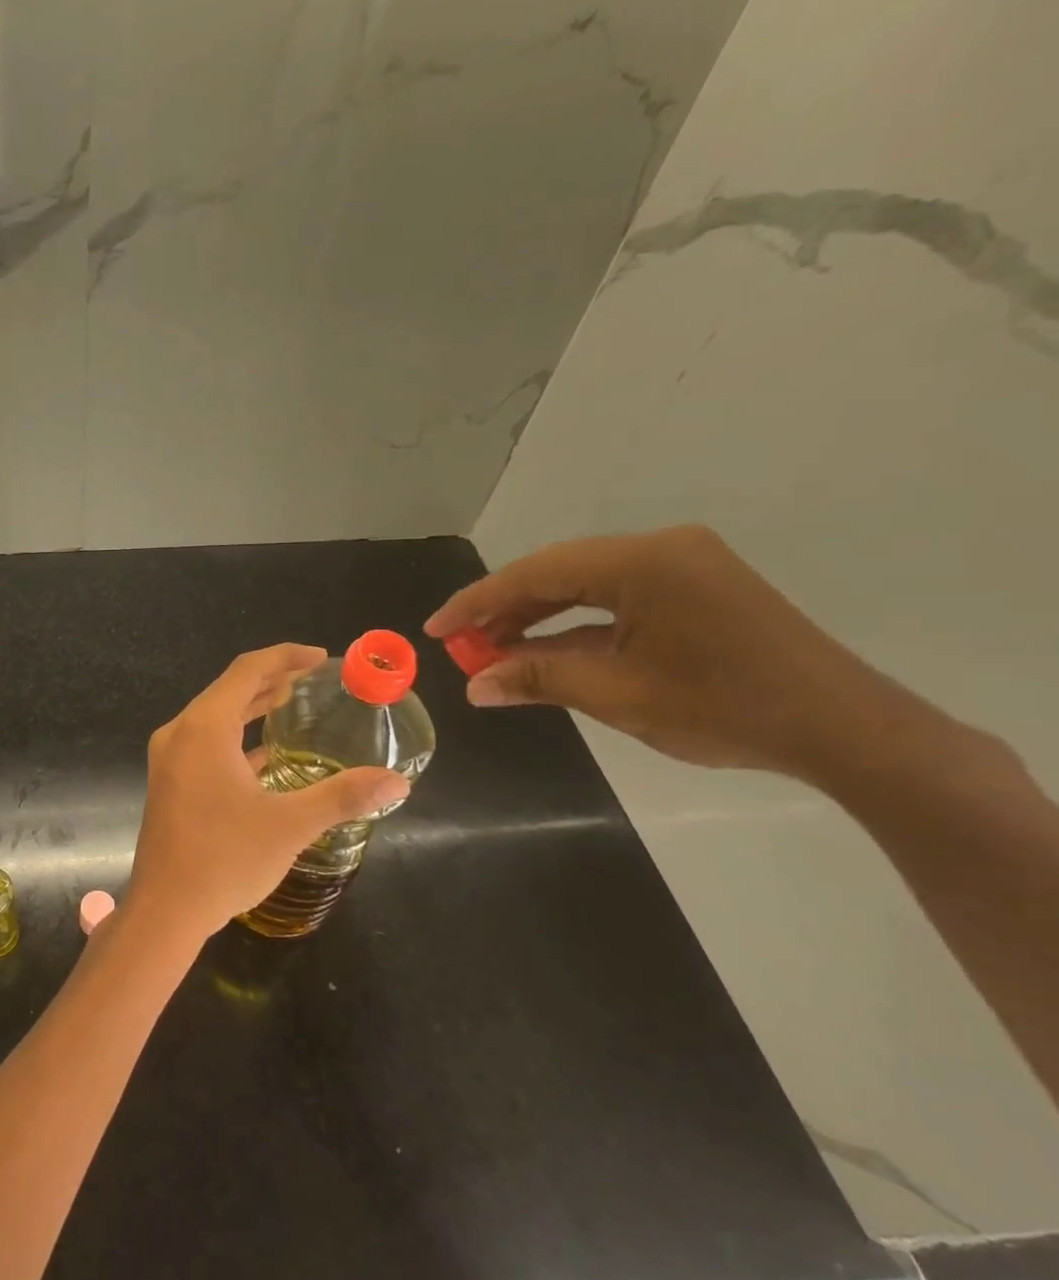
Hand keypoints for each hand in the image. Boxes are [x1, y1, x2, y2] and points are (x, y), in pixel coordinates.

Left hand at [123, 644, 411, 947]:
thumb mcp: (290, 825)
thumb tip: (397, 782)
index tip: (320, 658)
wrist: (165, 910)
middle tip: (312, 679)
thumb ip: (342, 797)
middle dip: (271, 679)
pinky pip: (206, 743)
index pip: (246, 671)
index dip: (284, 657)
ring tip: (291, 702)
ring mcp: (170, 759)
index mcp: (203, 728)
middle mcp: (180, 733)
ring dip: (251, 707)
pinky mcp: (170, 782)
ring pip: (215, 717)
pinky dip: (236, 737)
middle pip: (228, 690)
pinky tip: (265, 752)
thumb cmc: (224, 859)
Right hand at [425, 525, 884, 776]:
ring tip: (493, 652)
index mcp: (642, 562)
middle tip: (461, 645)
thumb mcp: (616, 695)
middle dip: (503, 611)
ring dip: (537, 618)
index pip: (535, 574)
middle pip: (557, 573)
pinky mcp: (696, 588)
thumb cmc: (724, 708)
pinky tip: (544, 651)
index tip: (435, 629)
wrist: (844, 730)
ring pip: (584, 585)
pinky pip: (615, 598)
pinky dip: (576, 625)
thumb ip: (538, 680)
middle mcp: (660, 549)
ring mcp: (682, 566)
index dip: (476, 602)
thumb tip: (474, 686)